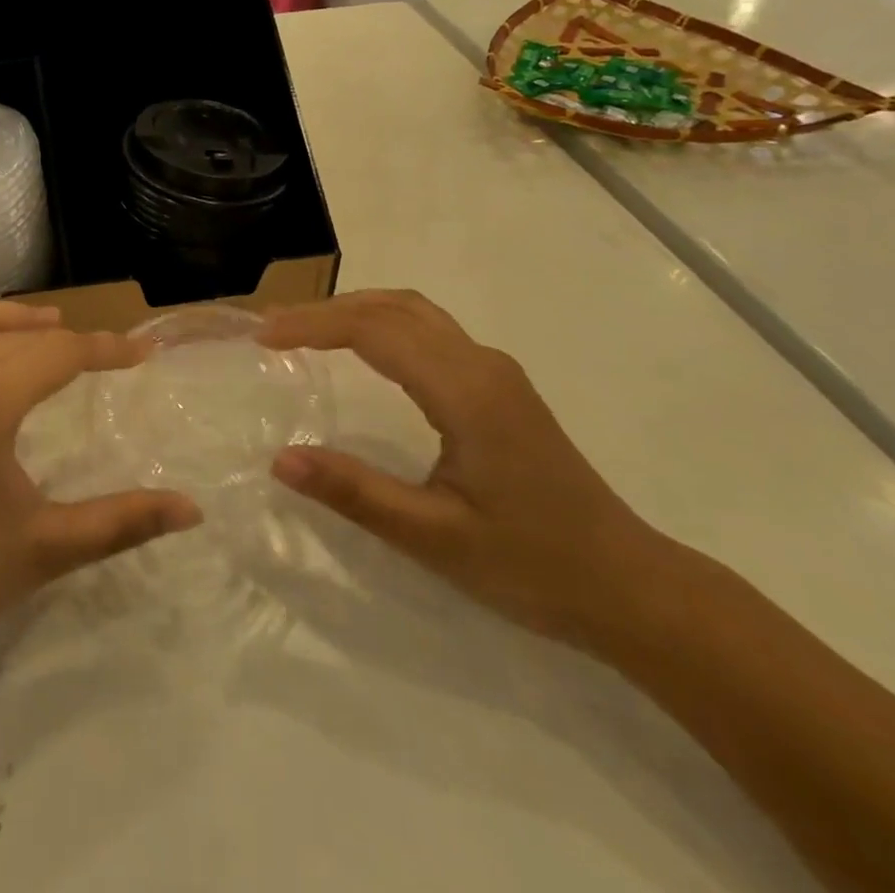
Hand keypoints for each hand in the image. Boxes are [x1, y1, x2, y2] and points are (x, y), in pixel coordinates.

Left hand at [0, 290, 201, 674]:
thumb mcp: (42, 549)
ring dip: (9, 319)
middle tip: (103, 355)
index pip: (63, 354)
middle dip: (67, 340)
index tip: (145, 352)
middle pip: (20, 337)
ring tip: (45, 324)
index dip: (109, 351)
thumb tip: (192, 509)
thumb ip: (120, 523)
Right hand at [261, 290, 670, 647]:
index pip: (374, 331)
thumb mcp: (434, 538)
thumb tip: (280, 459)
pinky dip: (381, 323)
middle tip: (272, 328)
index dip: (312, 325)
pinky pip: (429, 329)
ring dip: (354, 310)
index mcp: (465, 392)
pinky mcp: (499, 385)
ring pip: (413, 311)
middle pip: (392, 306)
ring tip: (304, 331)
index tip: (262, 337)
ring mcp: (495, 371)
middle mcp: (481, 364)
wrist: (632, 588)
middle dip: (326, 309)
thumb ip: (355, 493)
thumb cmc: (533, 565)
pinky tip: (360, 349)